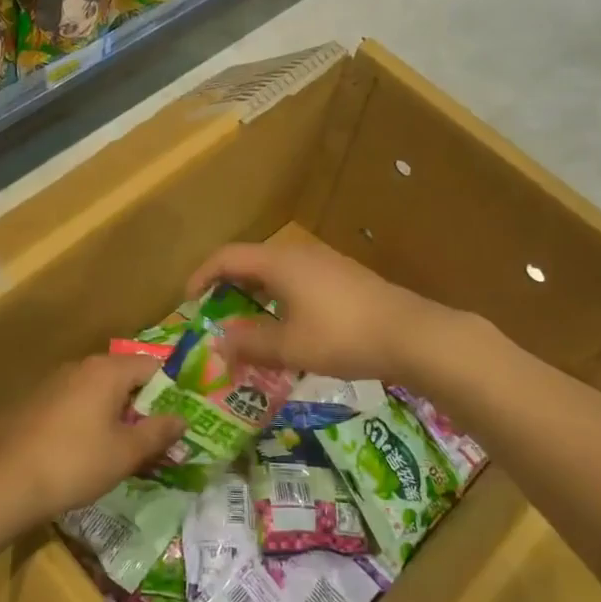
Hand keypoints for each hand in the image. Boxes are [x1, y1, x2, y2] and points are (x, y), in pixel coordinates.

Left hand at [0, 354, 184, 520]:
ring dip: (120, 415)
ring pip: (102, 392)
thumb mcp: (127, 451)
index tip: (178, 420)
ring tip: (129, 449)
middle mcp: (83, 367)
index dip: (171, 391)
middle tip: (158, 439)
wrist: (11, 483)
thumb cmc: (78, 462)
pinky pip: (80, 403)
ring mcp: (58, 382)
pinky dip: (95, 419)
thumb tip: (182, 419)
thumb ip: (159, 431)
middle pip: (127, 378)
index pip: (153, 366)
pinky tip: (94, 450)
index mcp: (108, 371)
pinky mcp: (41, 402)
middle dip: (145, 406)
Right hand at [185, 241, 462, 383]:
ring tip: (247, 326)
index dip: (201, 276)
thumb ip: (251, 343)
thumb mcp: (290, 347)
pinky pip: (297, 281)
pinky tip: (287, 327)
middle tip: (214, 317)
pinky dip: (279, 299)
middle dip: (227, 288)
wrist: (412, 335)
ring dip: (255, 296)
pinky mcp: (344, 278)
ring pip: (276, 273)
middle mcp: (299, 254)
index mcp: (279, 263)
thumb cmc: (343, 337)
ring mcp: (325, 264)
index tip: (188, 302)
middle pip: (250, 262)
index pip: (226, 257)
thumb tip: (220, 342)